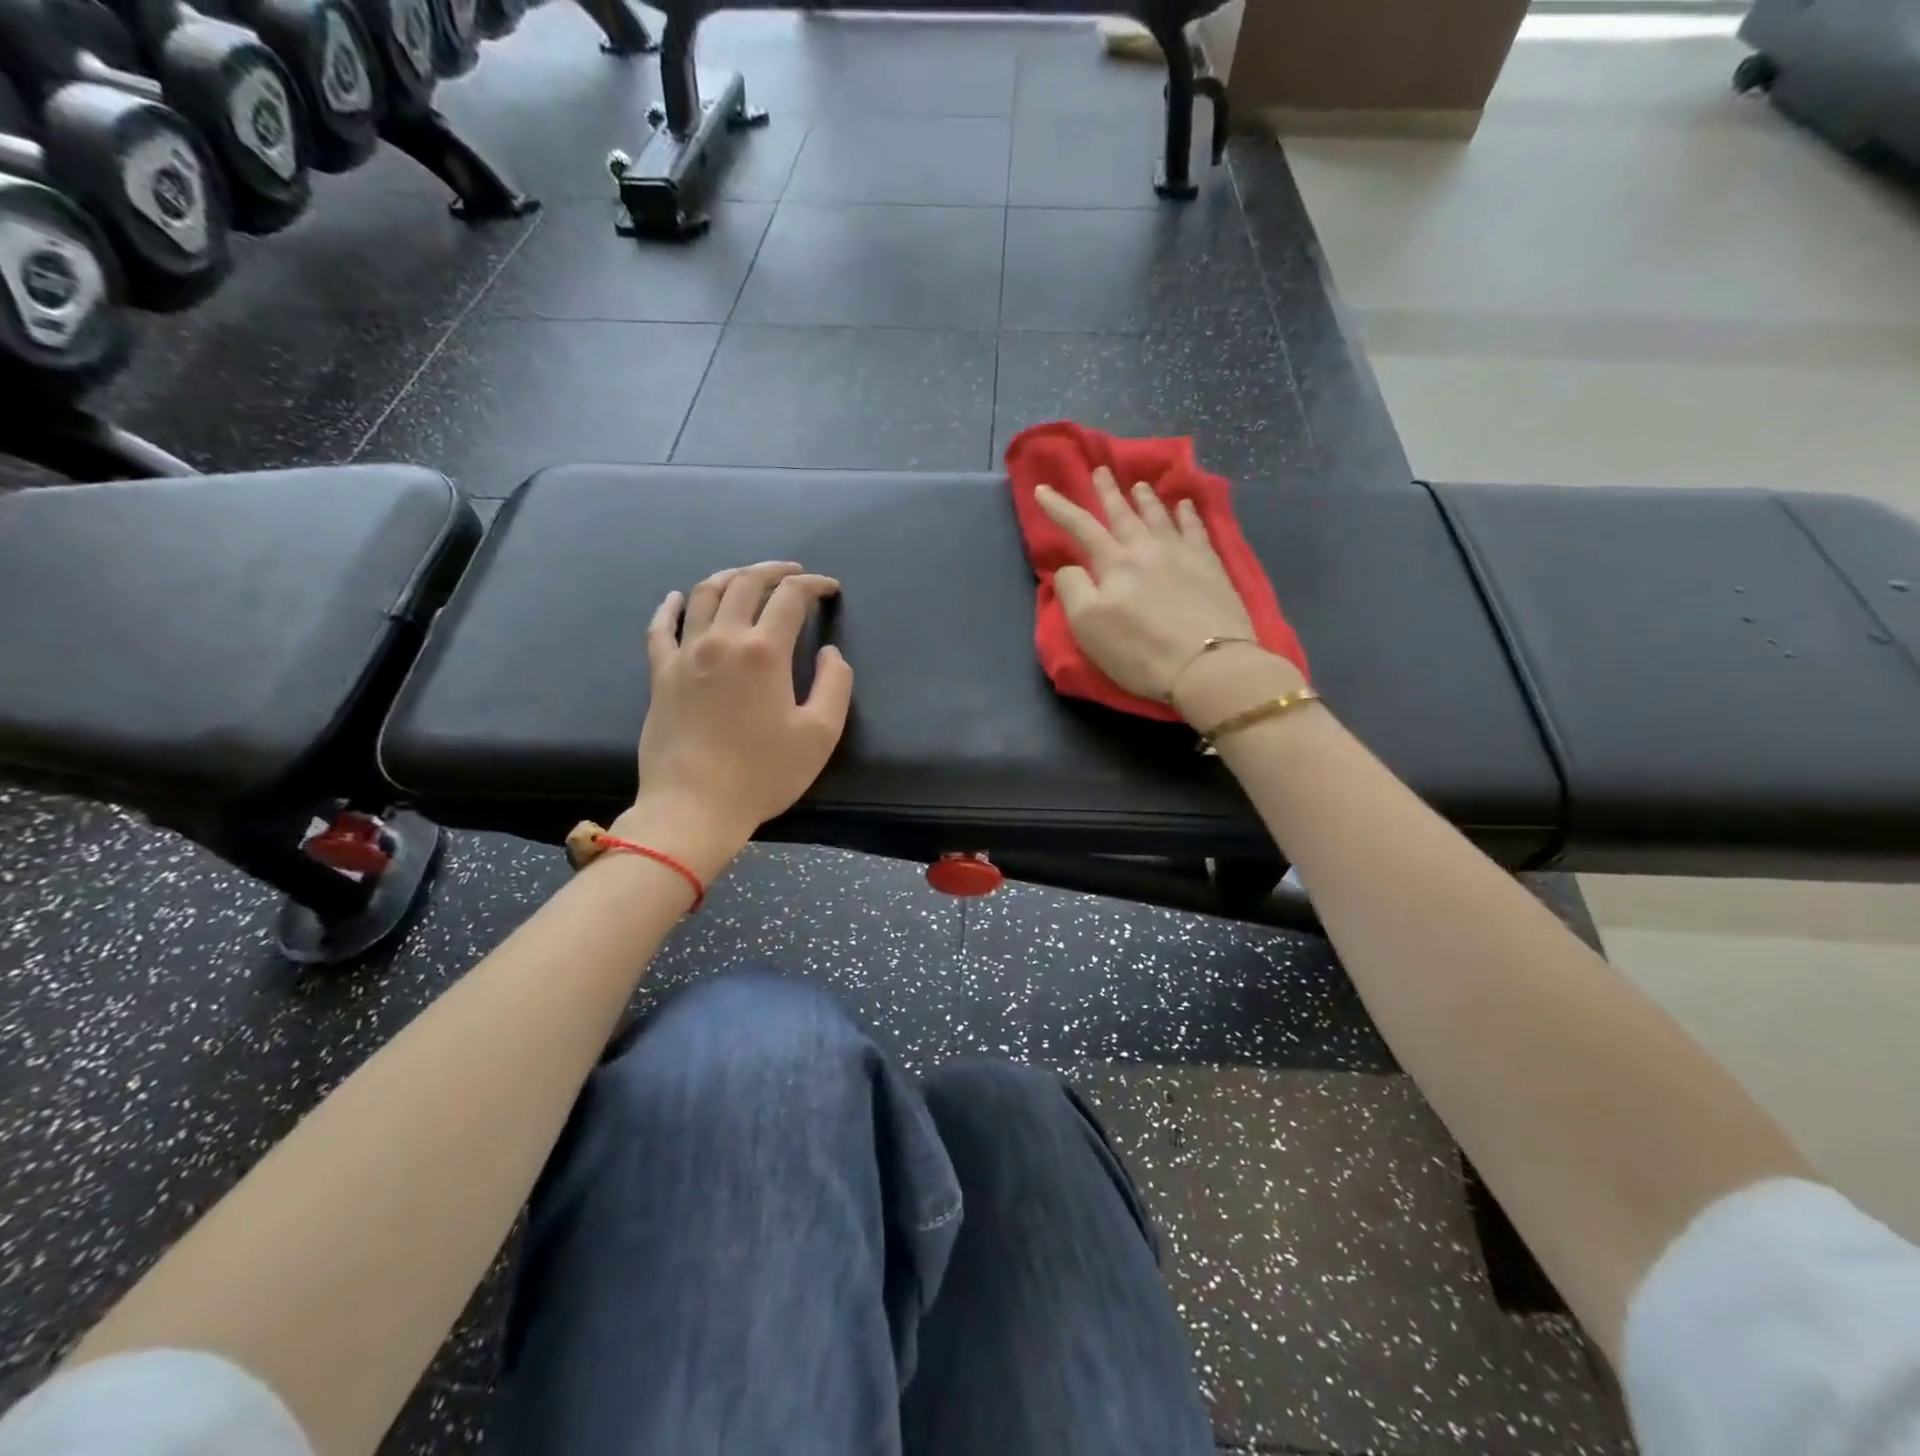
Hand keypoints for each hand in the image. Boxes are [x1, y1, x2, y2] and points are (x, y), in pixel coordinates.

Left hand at [620, 561, 852, 874]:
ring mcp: (685, 654)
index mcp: (764, 651)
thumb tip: (831, 653)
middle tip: (794, 573)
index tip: (829, 589)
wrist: (695, 807)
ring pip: (704, 595)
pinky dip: (670, 607)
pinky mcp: (660, 674)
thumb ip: (835, 685)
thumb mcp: (820, 734)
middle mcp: (722, 640)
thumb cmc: (763, 774)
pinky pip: (660, 628)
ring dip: (730, 576)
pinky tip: (676, 598)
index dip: (814, 585)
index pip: (791, 597)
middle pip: (746, 583)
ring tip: (747, 576)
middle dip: (774, 570)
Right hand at [1034, 468, 1295, 719]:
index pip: (1081, 527)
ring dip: (1146, 499)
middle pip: (1123, 514)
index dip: (1059, 507)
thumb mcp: (1088, 627)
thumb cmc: (1140, 651)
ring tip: (1139, 485)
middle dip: (1108, 492)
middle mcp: (1146, 549)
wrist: (1208, 664)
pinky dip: (1188, 514)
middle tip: (1100, 470)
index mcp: (1113, 564)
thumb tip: (1070, 568)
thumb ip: (1072, 589)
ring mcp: (1182, 554)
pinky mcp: (1211, 566)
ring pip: (1160, 516)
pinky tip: (1185, 505)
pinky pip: (1196, 529)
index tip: (1043, 489)